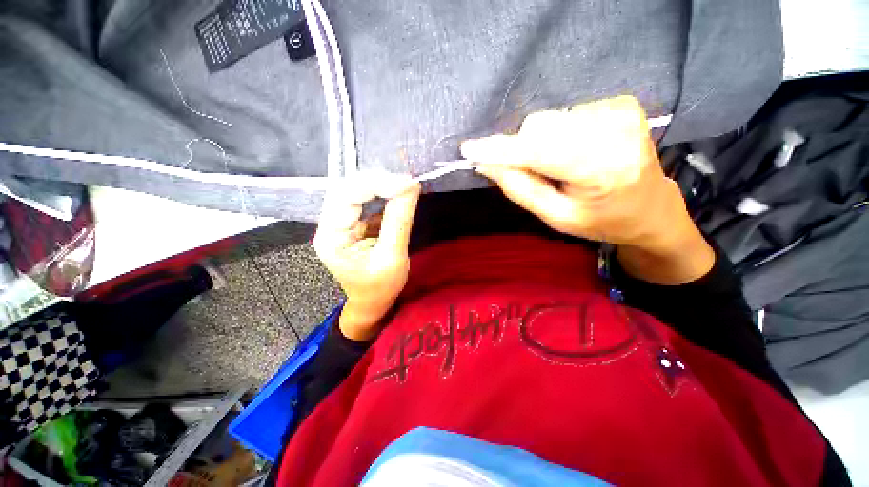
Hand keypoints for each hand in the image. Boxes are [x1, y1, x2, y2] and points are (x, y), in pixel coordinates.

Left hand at [313, 173, 420, 339]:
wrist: (373, 302)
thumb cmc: (380, 287)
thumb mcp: (392, 257)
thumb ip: (399, 221)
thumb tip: (411, 187)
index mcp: (331, 237)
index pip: (347, 196)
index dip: (377, 184)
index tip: (408, 184)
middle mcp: (330, 225)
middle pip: (349, 189)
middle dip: (380, 182)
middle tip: (408, 183)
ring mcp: (341, 223)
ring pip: (357, 192)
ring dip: (382, 186)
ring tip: (406, 187)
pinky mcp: (354, 223)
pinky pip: (367, 201)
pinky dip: (384, 196)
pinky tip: (398, 195)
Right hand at [462, 96, 713, 283]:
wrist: (651, 206)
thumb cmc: (602, 220)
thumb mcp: (557, 217)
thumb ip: (521, 189)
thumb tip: (487, 164)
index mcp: (602, 169)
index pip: (538, 151)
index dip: (501, 150)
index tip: (469, 150)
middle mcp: (615, 131)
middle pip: (539, 128)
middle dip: (523, 150)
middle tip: (535, 173)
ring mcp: (621, 110)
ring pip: (549, 119)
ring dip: (540, 143)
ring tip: (560, 165)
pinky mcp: (620, 102)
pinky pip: (564, 114)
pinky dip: (558, 134)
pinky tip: (575, 151)